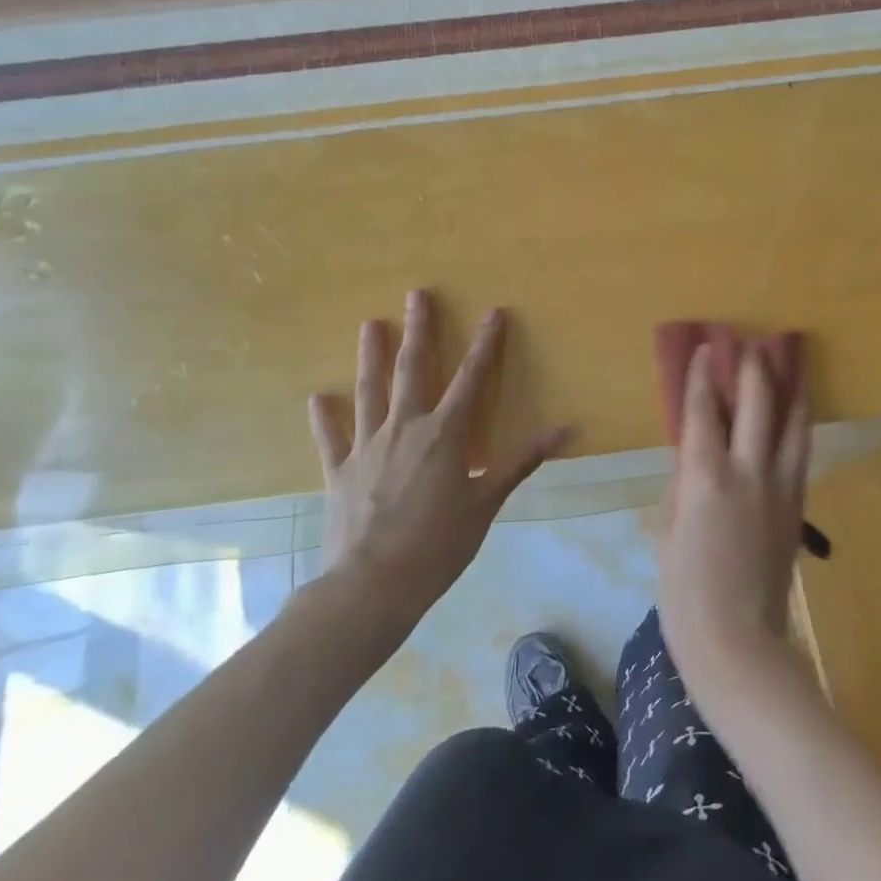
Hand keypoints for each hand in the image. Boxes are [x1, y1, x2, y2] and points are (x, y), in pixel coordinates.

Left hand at [308, 290, 568, 614]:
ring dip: (370, 356)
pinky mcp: (338, 471)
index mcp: (444, 434)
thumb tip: (563, 431)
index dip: (485, 345)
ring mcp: (367, 447)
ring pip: (369, 391)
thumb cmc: (438, 545)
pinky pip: (330, 437)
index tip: (492, 312)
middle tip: (417, 295)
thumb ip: (520, 462)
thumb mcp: (486, 503)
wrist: (373, 585)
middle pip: (412, 369)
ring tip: (370, 324)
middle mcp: (404, 428)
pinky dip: (325, 417)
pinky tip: (318, 398)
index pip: (471, 379)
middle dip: (418, 330)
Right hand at [657, 342, 811, 688]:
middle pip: (757, 405)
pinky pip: (800, 455)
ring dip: (789, 391)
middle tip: (752, 346)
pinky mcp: (797, 508)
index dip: (704, 375)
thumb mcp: (668, 530)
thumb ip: (681, 484)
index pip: (703, 411)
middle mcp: (747, 472)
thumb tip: (692, 454)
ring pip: (792, 425)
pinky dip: (798, 428)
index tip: (708, 347)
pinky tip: (798, 418)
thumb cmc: (685, 591)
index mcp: (705, 477)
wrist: (737, 642)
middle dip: (754, 370)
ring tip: (788, 368)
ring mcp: (779, 488)